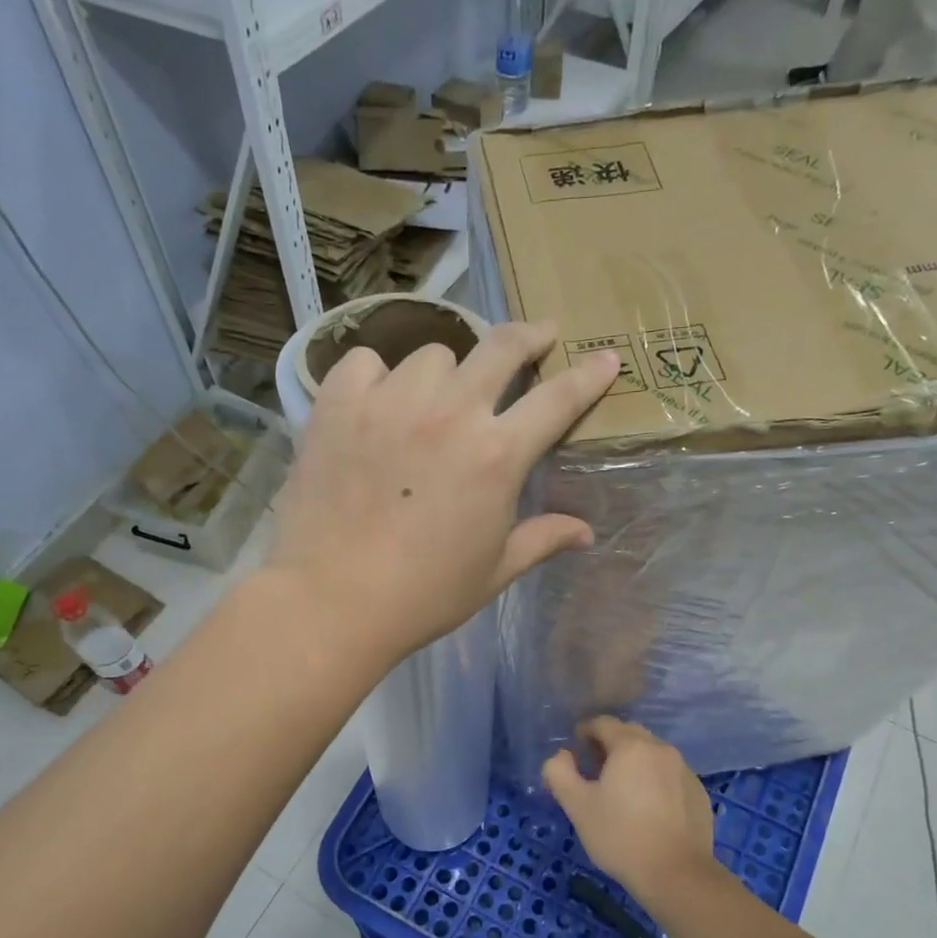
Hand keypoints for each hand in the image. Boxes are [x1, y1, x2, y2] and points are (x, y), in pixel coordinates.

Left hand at [264, 320, 616, 666]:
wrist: (331, 600)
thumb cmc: (423, 594)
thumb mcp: (493, 571)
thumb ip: (541, 539)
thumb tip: (586, 532)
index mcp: (497, 455)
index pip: (558, 400)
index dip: (588, 377)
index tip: (605, 359)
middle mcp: (450, 413)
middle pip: (501, 347)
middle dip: (529, 336)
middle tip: (537, 338)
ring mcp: (391, 402)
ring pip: (432, 354)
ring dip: (444, 374)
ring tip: (433, 402)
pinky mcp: (338, 405)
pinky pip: (366, 362)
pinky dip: (376, 377)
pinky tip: (374, 404)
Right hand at [542, 717, 718, 915]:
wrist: (676, 875)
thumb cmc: (620, 836)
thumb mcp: (577, 805)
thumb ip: (559, 772)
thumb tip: (562, 756)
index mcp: (630, 746)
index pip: (602, 723)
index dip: (584, 732)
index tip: (575, 752)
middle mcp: (661, 748)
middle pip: (629, 735)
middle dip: (609, 746)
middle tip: (595, 772)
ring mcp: (684, 770)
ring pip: (652, 755)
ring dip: (634, 763)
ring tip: (621, 792)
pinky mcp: (698, 792)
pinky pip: (669, 775)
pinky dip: (655, 782)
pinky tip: (648, 810)